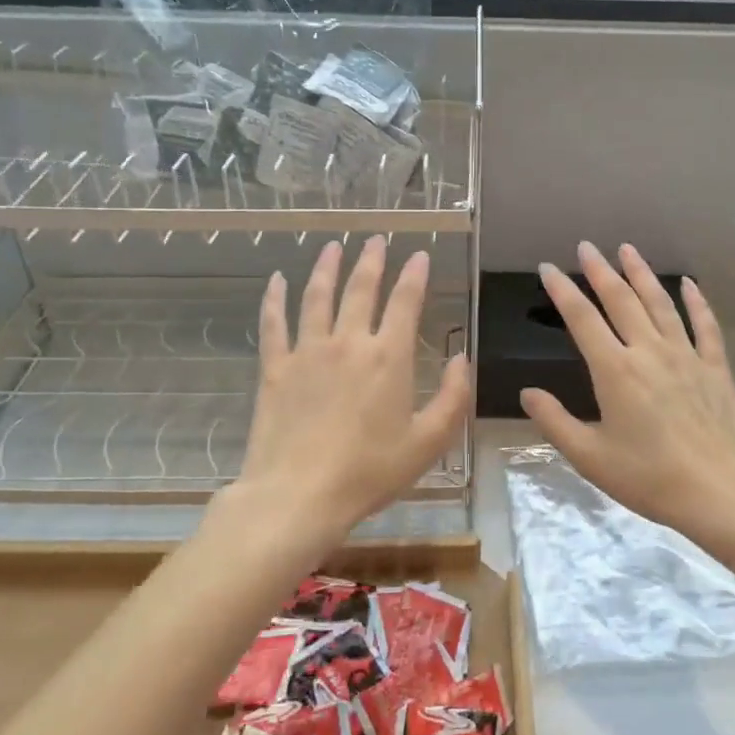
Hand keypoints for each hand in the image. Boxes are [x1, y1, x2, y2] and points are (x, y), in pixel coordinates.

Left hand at [226, 237, 471, 544]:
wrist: (298, 495)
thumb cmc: (370, 472)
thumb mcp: (429, 442)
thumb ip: (453, 397)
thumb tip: (461, 359)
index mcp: (389, 357)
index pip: (406, 302)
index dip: (415, 275)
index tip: (419, 255)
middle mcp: (349, 342)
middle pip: (361, 289)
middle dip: (371, 260)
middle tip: (376, 239)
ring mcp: (308, 352)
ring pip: (318, 296)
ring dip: (327, 268)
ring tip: (333, 246)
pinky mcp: (275, 368)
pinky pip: (274, 323)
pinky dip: (275, 298)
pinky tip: (277, 280)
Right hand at [521, 242, 734, 538]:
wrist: (723, 494)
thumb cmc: (651, 478)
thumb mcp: (591, 457)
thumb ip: (555, 422)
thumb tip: (528, 393)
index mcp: (615, 370)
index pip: (582, 319)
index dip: (562, 290)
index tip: (548, 268)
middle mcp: (649, 351)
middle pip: (621, 300)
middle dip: (600, 270)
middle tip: (587, 247)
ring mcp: (686, 356)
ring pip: (660, 303)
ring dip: (642, 274)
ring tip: (627, 250)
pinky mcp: (716, 368)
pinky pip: (705, 326)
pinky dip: (696, 302)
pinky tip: (689, 284)